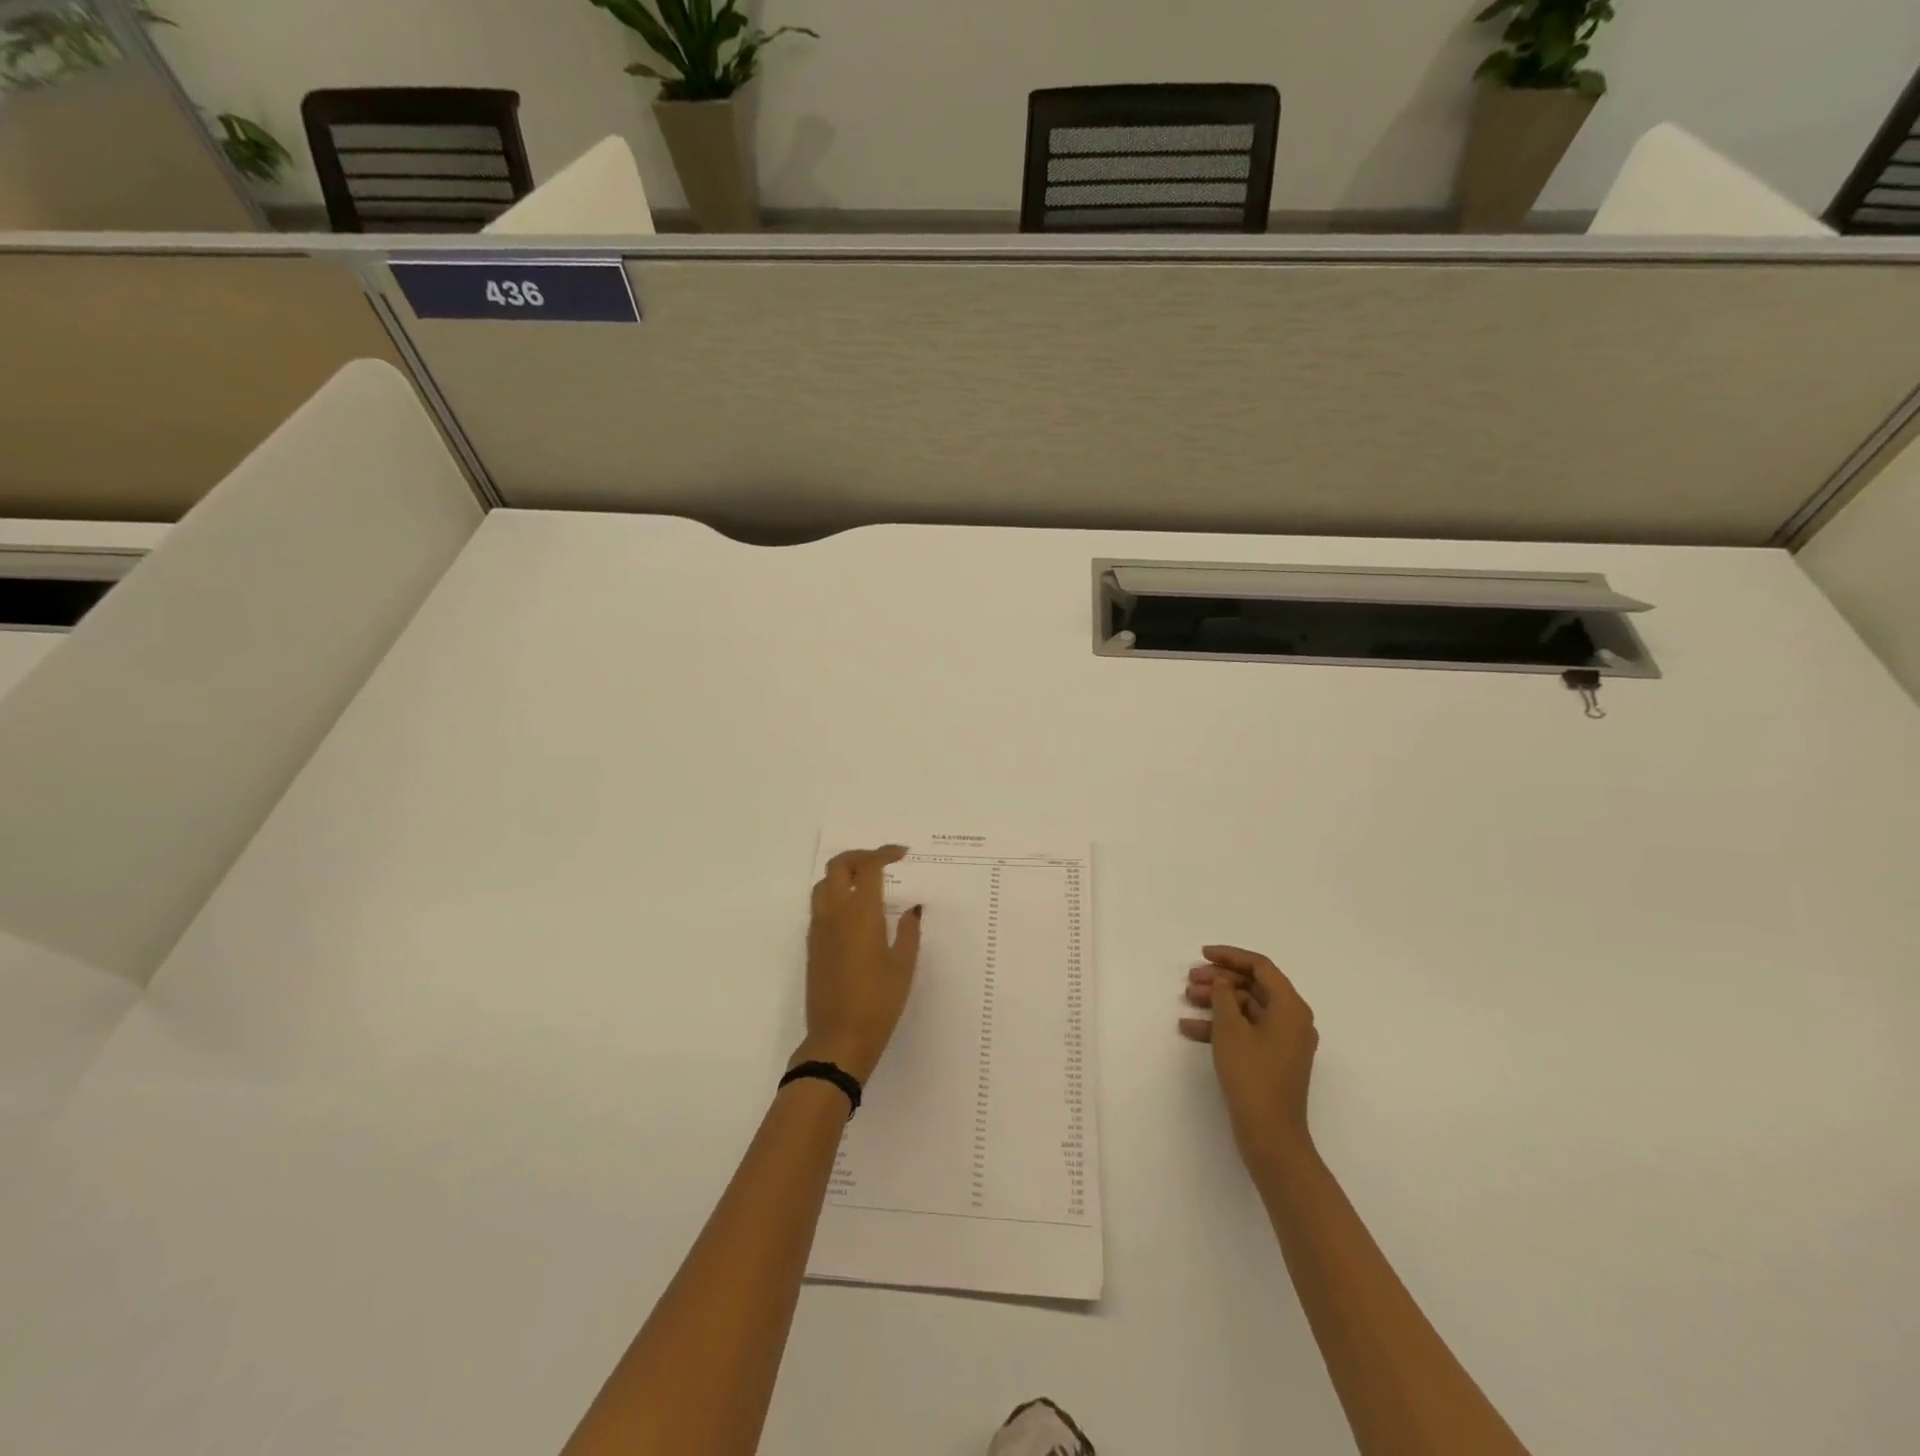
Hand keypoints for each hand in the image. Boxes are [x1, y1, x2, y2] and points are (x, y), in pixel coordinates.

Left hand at [793, 846, 922, 1083]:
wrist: (838, 1039)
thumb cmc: (878, 1002)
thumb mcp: (903, 966)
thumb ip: (909, 931)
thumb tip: (913, 908)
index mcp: (860, 913)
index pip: (868, 866)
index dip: (884, 853)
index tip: (902, 854)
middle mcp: (835, 913)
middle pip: (838, 866)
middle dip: (859, 856)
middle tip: (881, 862)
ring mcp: (819, 929)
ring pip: (824, 884)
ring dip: (843, 874)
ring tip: (866, 882)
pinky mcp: (812, 945)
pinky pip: (819, 906)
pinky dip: (835, 895)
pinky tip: (853, 912)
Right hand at [1180, 945, 1318, 1167]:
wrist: (1271, 1135)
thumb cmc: (1252, 1076)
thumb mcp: (1230, 1030)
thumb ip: (1223, 996)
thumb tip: (1222, 981)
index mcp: (1290, 1007)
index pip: (1261, 967)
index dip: (1230, 956)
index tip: (1203, 954)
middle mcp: (1292, 1020)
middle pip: (1254, 986)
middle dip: (1220, 980)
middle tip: (1190, 979)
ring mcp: (1284, 1041)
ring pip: (1247, 1008)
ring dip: (1217, 1002)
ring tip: (1187, 999)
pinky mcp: (1272, 1060)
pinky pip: (1246, 1031)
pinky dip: (1221, 1027)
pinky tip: (1190, 1029)